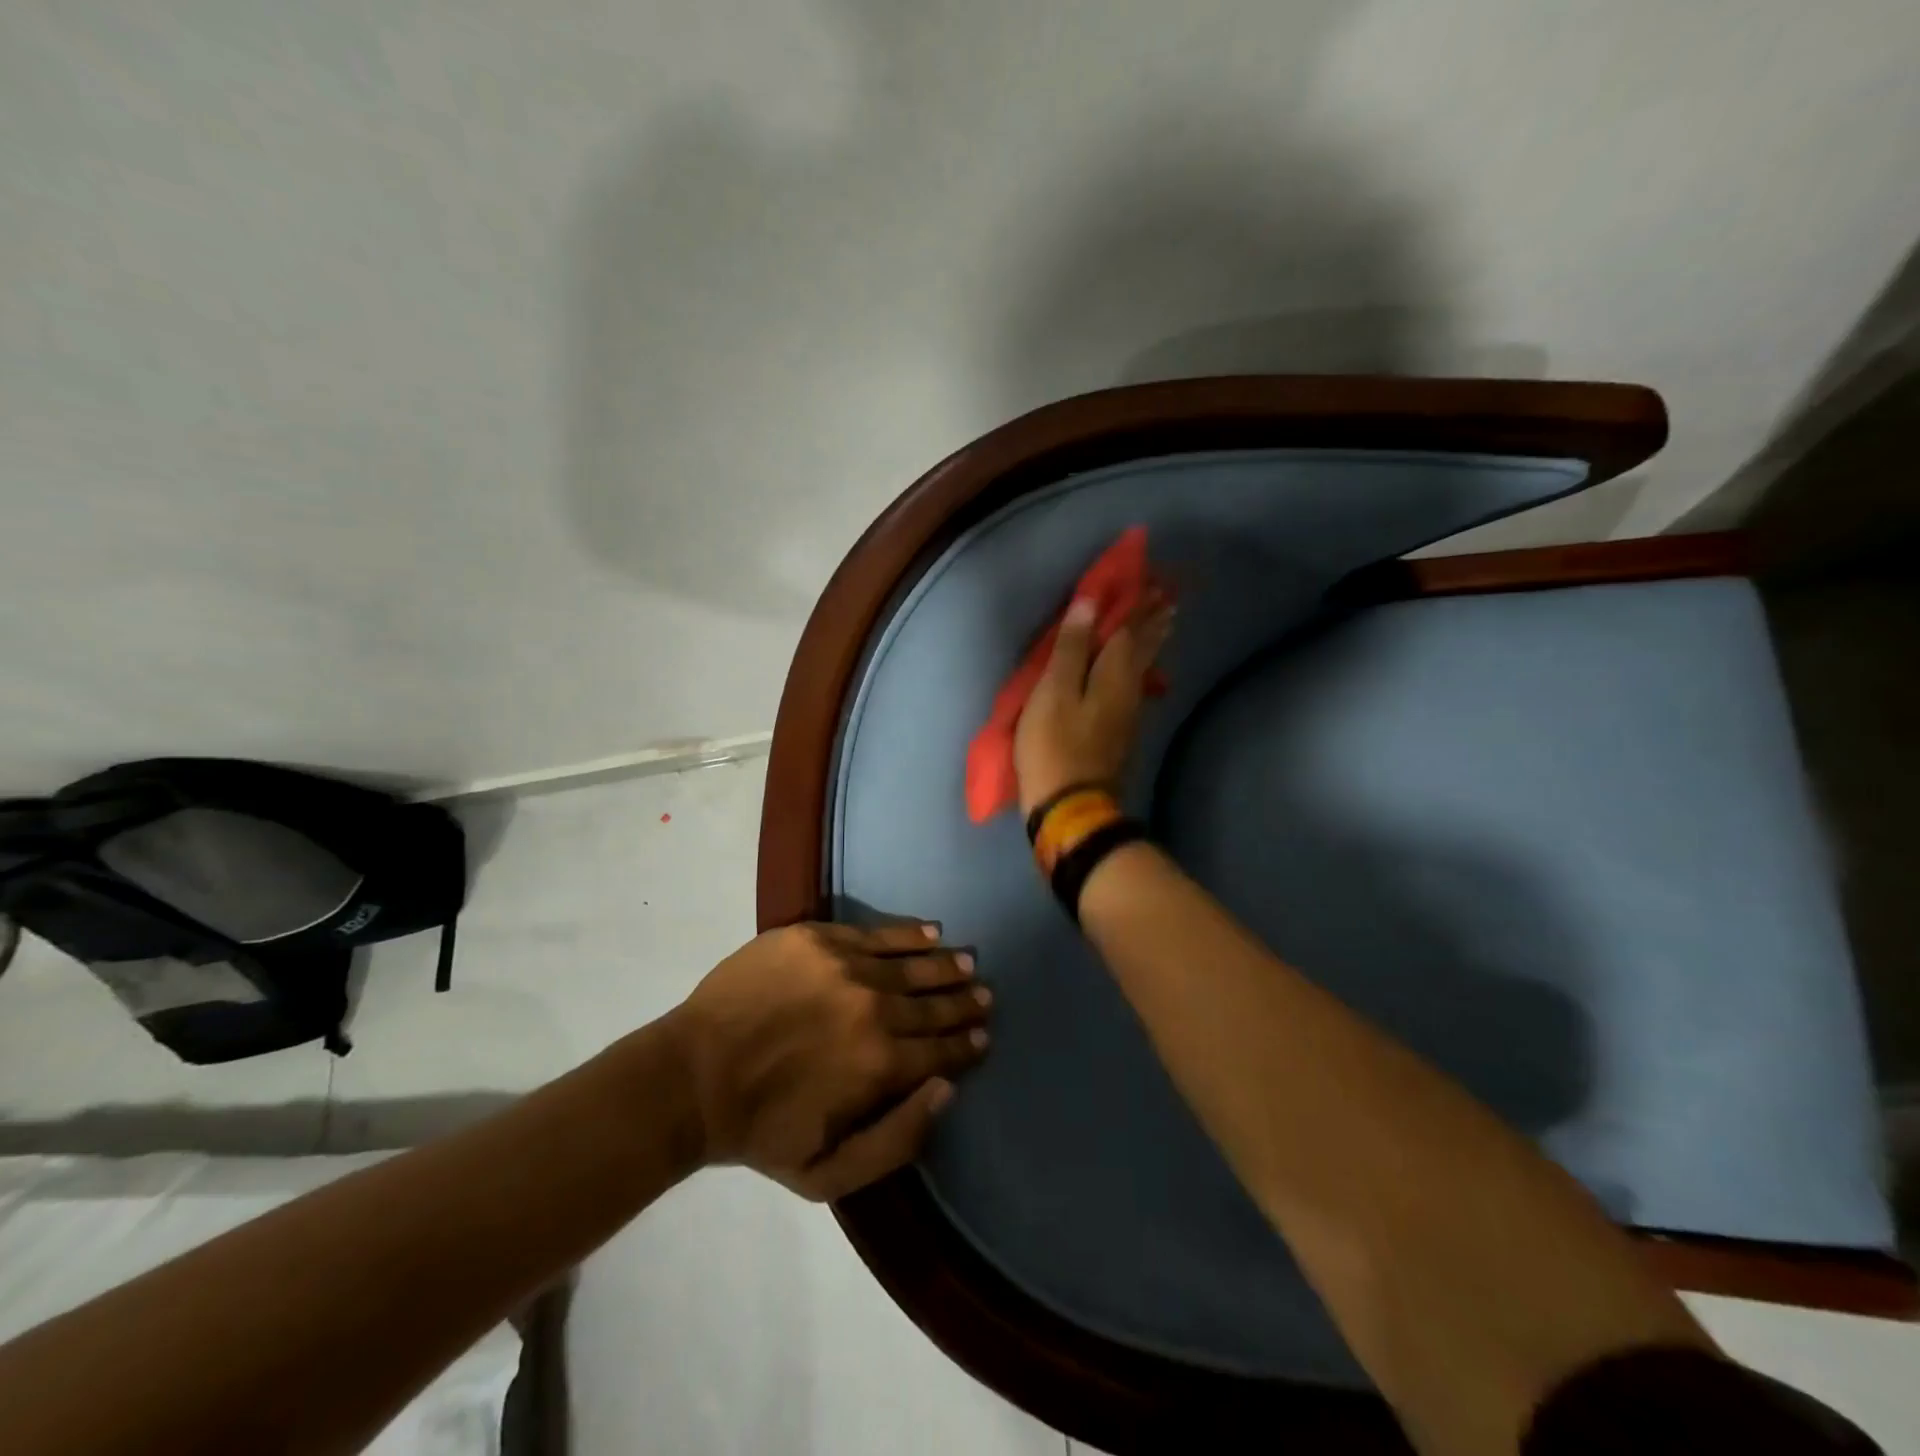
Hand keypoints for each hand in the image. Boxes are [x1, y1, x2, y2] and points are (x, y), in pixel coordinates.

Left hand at [666, 921, 989, 1200]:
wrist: (692, 1076)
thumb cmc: (761, 1131)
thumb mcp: (828, 1174)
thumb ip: (898, 1138)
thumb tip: (947, 1089)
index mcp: (881, 1063)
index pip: (941, 1050)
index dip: (966, 1044)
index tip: (982, 1036)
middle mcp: (874, 1007)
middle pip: (933, 1004)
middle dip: (964, 1002)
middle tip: (985, 996)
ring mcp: (845, 966)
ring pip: (912, 964)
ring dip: (945, 965)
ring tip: (967, 962)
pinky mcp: (818, 938)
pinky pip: (876, 933)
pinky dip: (907, 934)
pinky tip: (929, 932)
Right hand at [1013, 591, 1174, 816]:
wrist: (1070, 806)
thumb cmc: (1055, 745)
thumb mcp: (1054, 692)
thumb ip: (1072, 648)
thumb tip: (1090, 603)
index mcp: (1114, 674)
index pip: (1129, 629)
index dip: (1136, 604)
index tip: (1152, 580)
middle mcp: (1128, 689)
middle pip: (1143, 648)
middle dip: (1153, 622)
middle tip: (1168, 599)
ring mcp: (1126, 714)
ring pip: (1142, 667)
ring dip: (1151, 643)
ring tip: (1162, 625)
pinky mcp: (1118, 732)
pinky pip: (1134, 685)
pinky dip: (1139, 667)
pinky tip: (1139, 672)